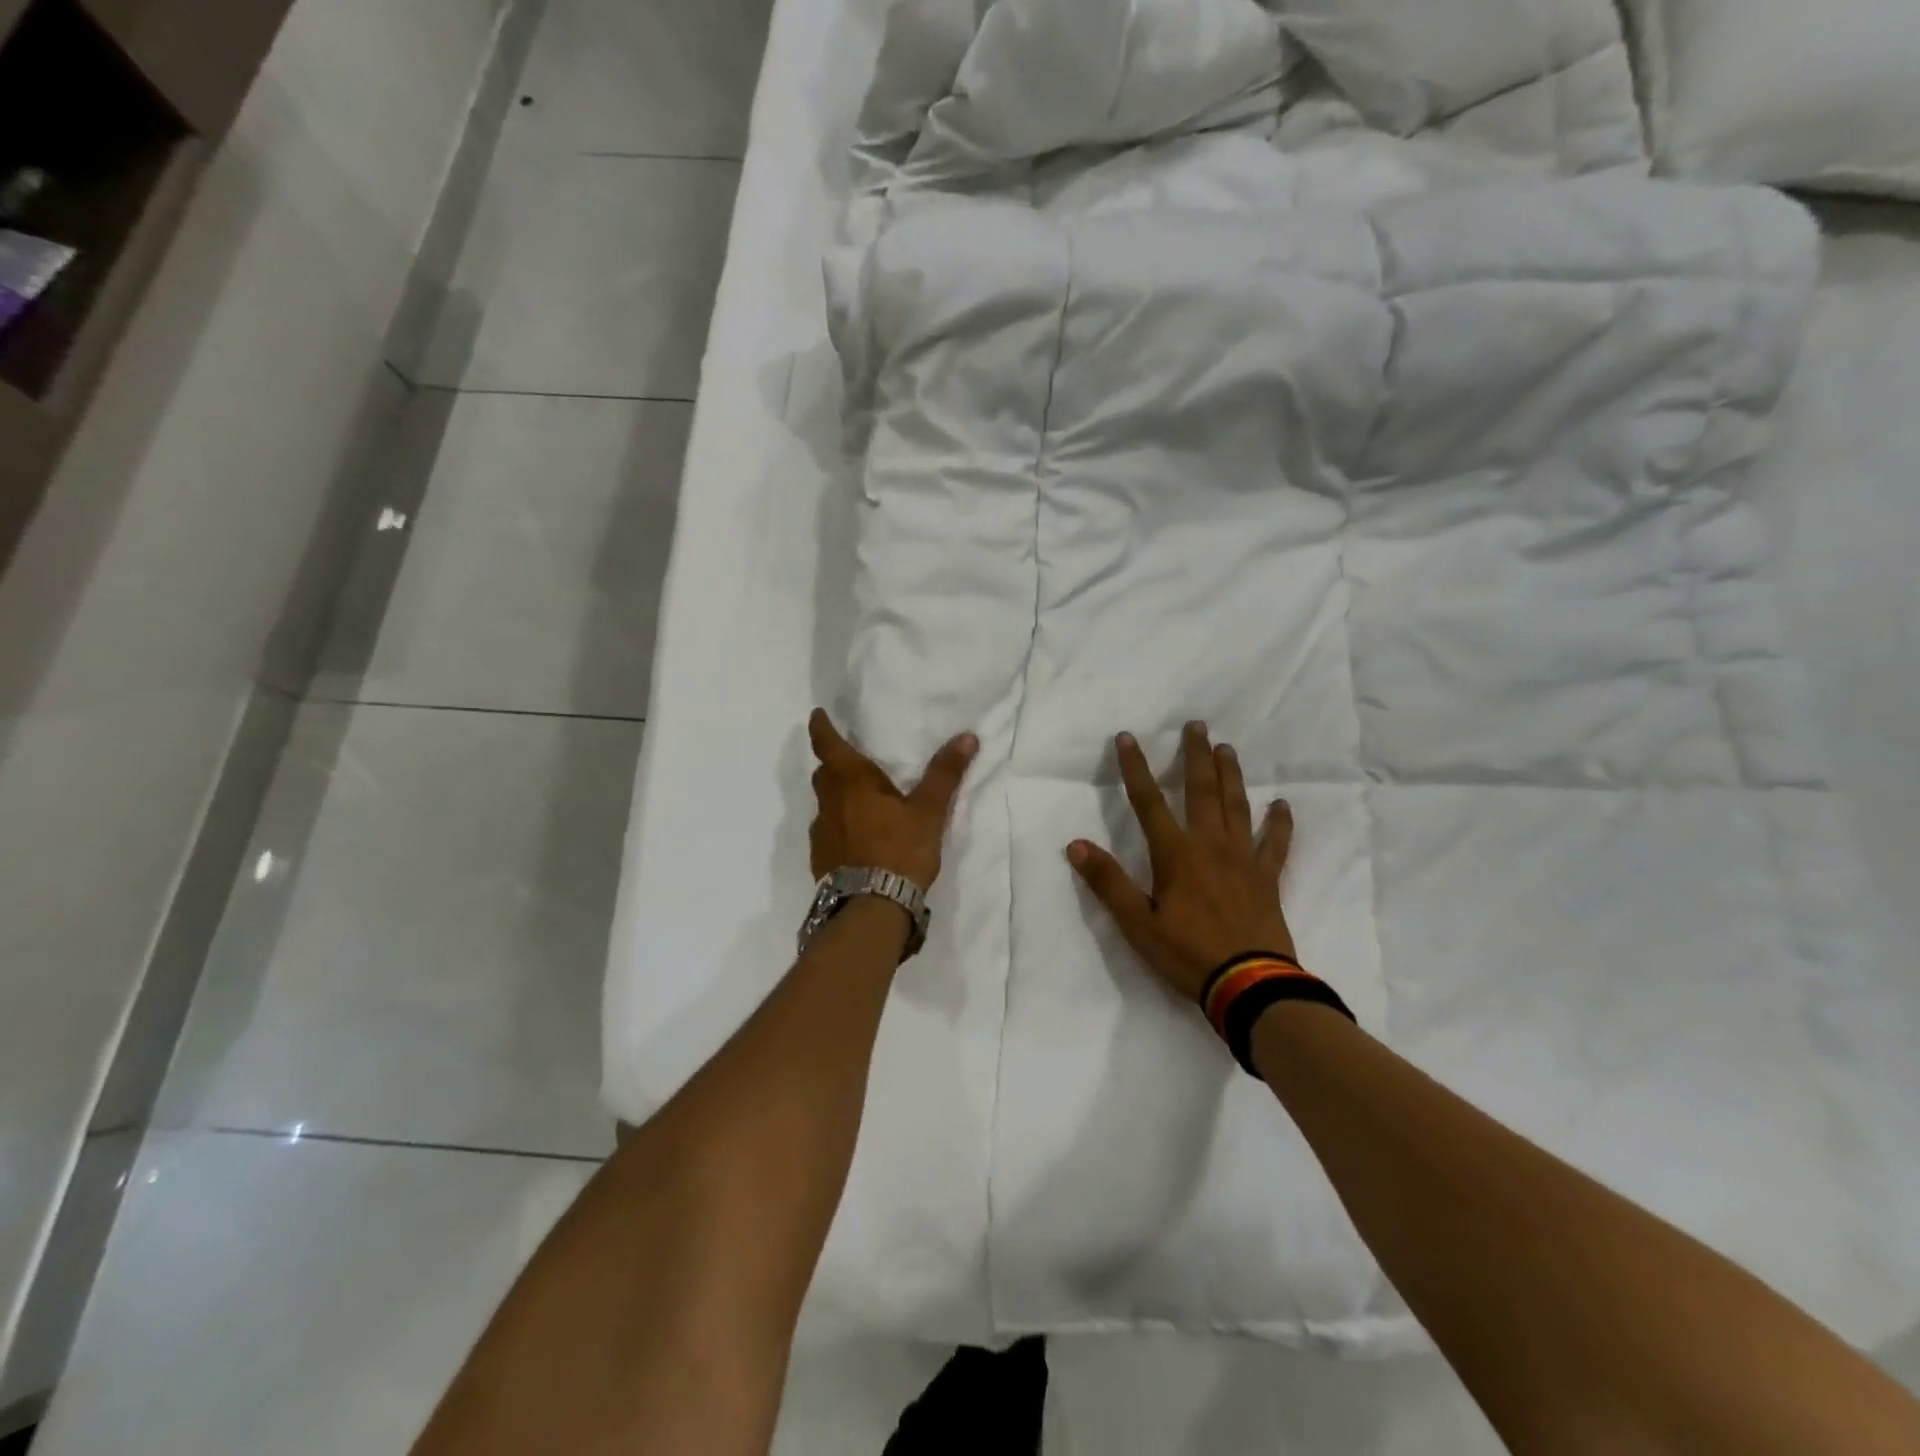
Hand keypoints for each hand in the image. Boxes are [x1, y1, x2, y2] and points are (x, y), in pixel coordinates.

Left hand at [808, 709, 977, 888]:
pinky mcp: (821, 859)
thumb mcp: (929, 811)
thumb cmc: (900, 850)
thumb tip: (967, 737)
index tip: (816, 715)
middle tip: (848, 760)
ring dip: (835, 797)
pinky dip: (837, 826)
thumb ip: (945, 774)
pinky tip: (855, 838)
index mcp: (852, 782)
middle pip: (823, 774)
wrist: (871, 907)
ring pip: (824, 804)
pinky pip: (827, 832)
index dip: (821, 728)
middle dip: (832, 763)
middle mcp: (829, 803)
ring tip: (857, 801)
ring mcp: (821, 832)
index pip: (828, 746)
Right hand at [1067, 722, 1296, 1003]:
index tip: (1126, 737)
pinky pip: (1276, 844)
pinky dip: (1280, 823)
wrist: (1250, 985)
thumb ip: (1108, 882)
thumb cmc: (1187, 954)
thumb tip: (1075, 844)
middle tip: (1197, 725)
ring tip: (1227, 748)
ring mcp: (1243, 859)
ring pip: (1237, 806)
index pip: (1148, 801)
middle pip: (1201, 790)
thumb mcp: (1137, 923)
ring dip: (1231, 775)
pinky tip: (1282, 805)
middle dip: (1195, 756)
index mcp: (1175, 853)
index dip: (1134, 768)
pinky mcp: (1268, 878)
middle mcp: (1210, 845)